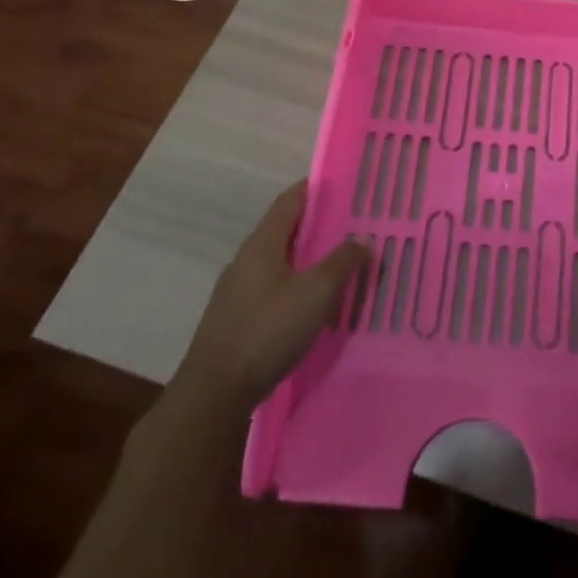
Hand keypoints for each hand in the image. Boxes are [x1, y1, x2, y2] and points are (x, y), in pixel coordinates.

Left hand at [173, 180, 364, 407]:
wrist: (214, 394)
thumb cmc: (267, 331)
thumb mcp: (316, 293)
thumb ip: (342, 262)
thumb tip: (363, 239)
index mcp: (262, 243)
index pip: (290, 200)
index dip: (314, 188)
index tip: (341, 183)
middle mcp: (246, 259)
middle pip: (284, 229)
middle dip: (315, 224)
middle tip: (350, 224)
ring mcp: (236, 290)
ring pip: (278, 260)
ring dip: (306, 256)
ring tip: (336, 263)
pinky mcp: (235, 318)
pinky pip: (271, 286)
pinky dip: (294, 282)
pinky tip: (311, 302)